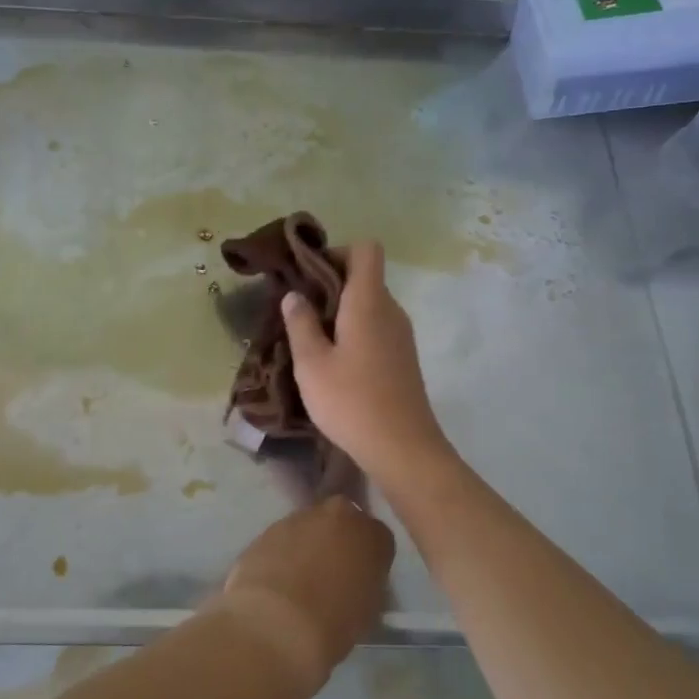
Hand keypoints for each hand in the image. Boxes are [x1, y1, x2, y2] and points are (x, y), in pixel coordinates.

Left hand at [213, 495, 394, 693]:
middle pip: (342, 520)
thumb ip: (368, 581)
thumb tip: (356, 579)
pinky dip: (283, 552)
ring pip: (310, 526)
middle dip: (339, 539)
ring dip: (309, 544)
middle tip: (333, 570)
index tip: (364, 576)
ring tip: (301, 578)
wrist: (276, 623)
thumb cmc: (334, 623)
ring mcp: (298, 517)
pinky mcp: (267, 528)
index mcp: (371, 533)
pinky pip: (283, 538)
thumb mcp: (369, 608)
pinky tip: (279, 578)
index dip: (370, 557)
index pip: (379, 537)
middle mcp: (336, 514)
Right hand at [281, 242, 452, 486]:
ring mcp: (401, 335)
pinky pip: (377, 327)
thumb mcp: (312, 363)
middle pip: (365, 276)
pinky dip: (354, 330)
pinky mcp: (403, 357)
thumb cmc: (351, 401)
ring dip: (341, 310)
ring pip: (370, 304)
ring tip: (310, 337)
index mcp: (369, 302)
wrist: (403, 448)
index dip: (336, 252)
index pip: (365, 250)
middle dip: (330, 283)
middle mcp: (391, 310)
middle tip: (298, 309)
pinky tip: (334, 360)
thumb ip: (300, 323)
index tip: (309, 274)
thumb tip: (294, 295)